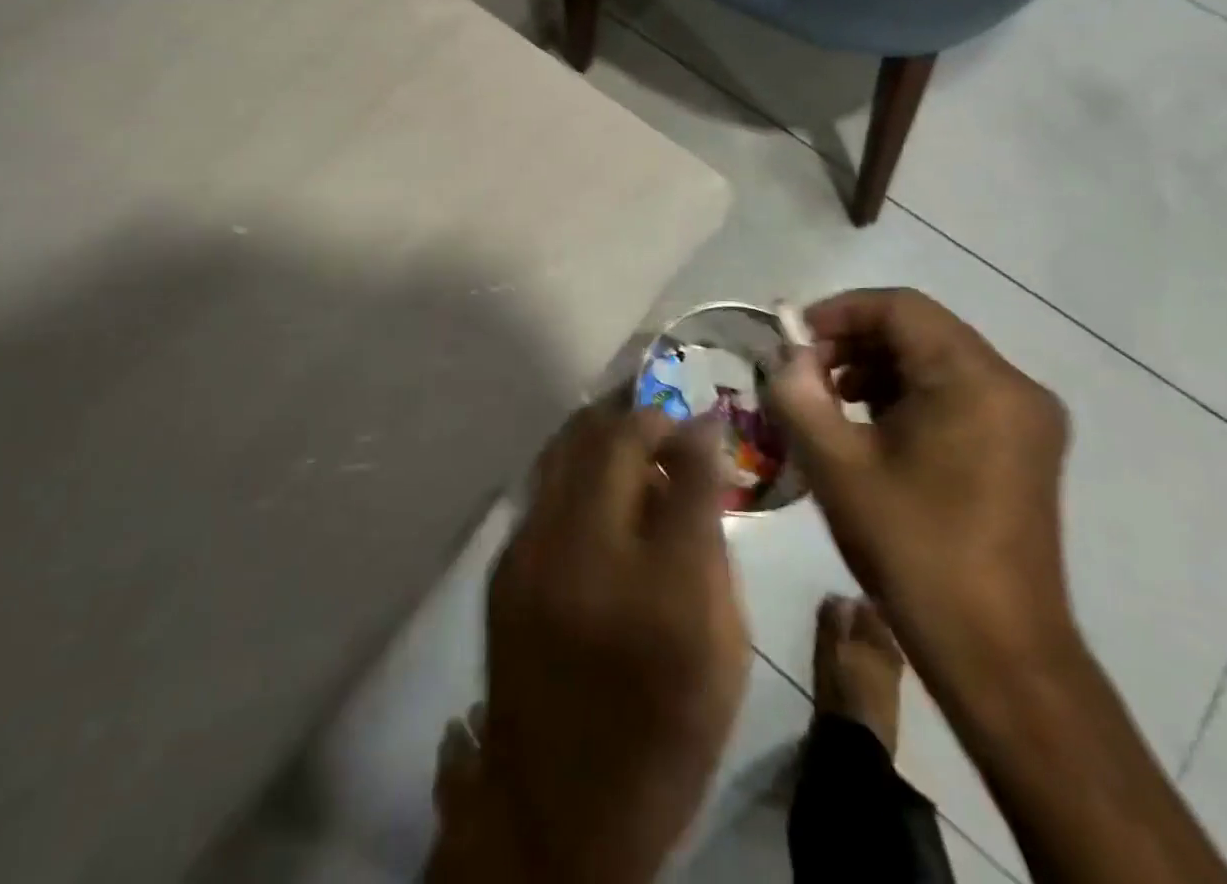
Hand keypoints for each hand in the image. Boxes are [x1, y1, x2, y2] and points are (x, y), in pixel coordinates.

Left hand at [431, 404, 750, 883]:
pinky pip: (545, 483)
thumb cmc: (663, 734)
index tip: (705, 421)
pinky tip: (594, 486)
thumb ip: (713, 547)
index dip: (700, 433)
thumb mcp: (723, 651)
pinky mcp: (503, 562)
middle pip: (613, 440)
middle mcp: (586, 553)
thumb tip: (701, 466)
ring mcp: (532, 551)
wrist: (557, 808)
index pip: (687, 472)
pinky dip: (576, 467)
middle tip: (666, 428)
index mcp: (662, 589)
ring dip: (604, 433)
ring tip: (630, 443)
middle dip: (646, 418)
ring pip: (567, 446)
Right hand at [767, 289, 1073, 669]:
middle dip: (854, 343)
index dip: (838, 313)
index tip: (792, 342)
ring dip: (877, 369)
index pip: (899, 307)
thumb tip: (784, 357)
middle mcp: (1013, 386)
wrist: (998, 654)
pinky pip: (957, 393)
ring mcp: (1025, 419)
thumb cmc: (914, 550)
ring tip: (831, 403)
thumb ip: (799, 396)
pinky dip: (908, 395)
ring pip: (937, 360)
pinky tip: (871, 429)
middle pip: (920, 330)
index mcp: (975, 380)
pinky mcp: (1024, 447)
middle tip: (805, 375)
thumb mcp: (837, 467)